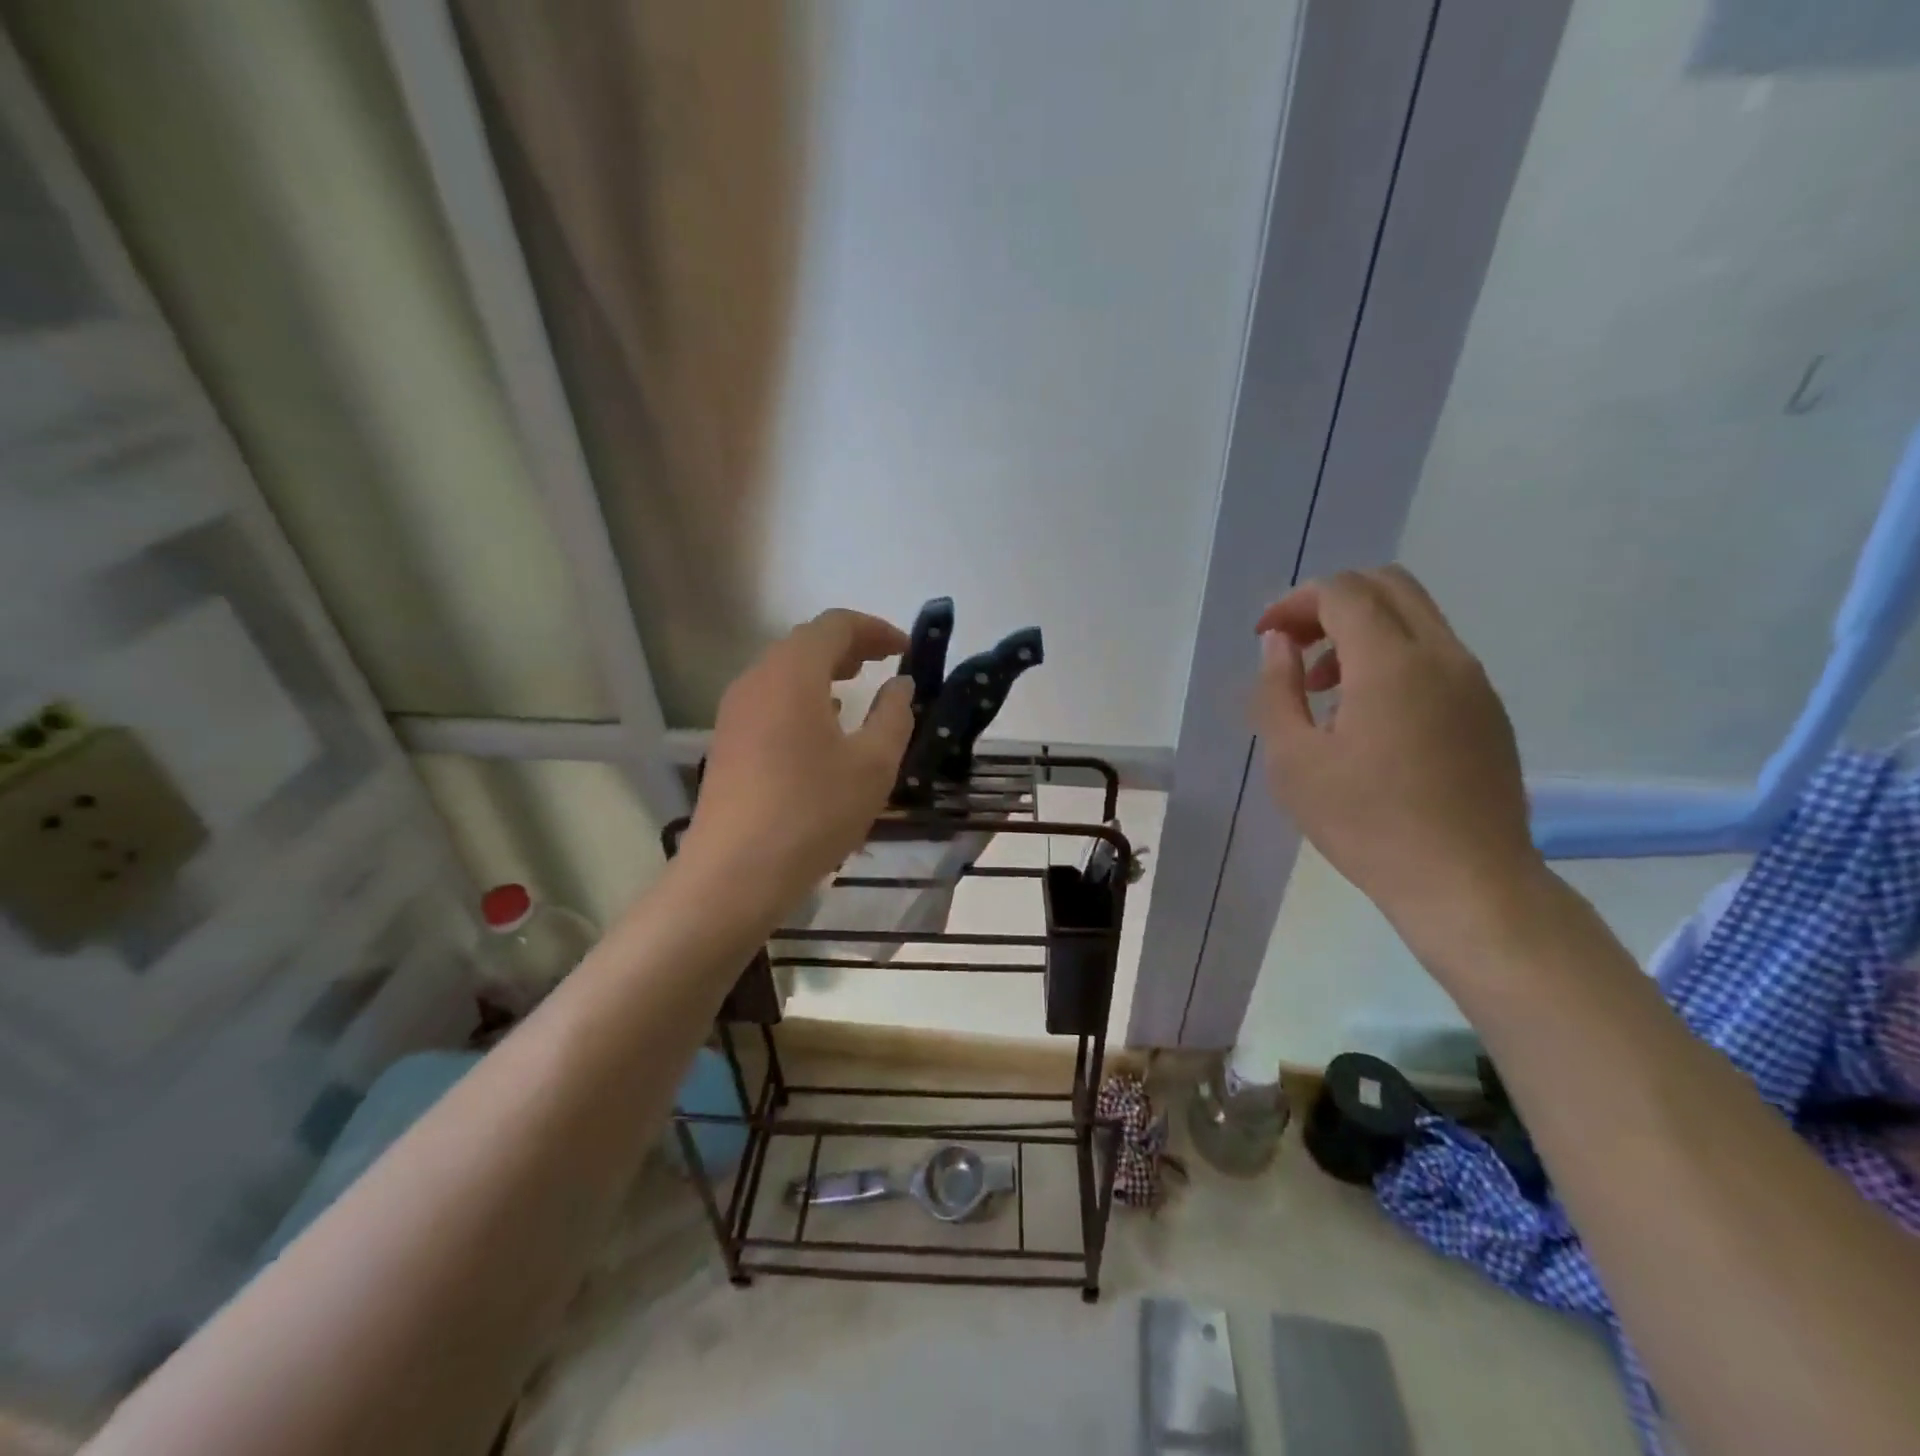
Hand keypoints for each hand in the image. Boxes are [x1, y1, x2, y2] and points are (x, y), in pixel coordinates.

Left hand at [682, 609, 915, 913]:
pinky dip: (803, 697)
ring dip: (824, 671)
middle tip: (886, 663)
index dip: (875, 629)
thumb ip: (894, 716)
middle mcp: (757, 680)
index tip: (906, 649)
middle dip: (850, 646)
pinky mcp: (728, 741)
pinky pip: (770, 699)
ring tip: (856, 688)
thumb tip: (900, 686)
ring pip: (785, 672)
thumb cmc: (813, 812)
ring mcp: (735, 711)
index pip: (835, 624)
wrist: (735, 873)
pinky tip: (822, 727)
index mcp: (792, 674)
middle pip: (806, 643)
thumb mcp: (872, 764)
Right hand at [1253, 566, 1543, 943]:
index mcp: (1392, 663)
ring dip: (1361, 630)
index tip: (1265, 638)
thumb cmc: (1366, 824)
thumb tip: (1278, 645)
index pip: (1343, 592)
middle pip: (1387, 585)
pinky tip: (1367, 716)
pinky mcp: (1488, 709)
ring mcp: (1474, 681)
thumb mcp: (1294, 761)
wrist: (1466, 883)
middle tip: (1294, 648)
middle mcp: (1442, 655)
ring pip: (1415, 617)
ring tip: (1324, 688)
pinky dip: (1392, 656)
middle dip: (1330, 603)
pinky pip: (1435, 653)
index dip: (1294, 603)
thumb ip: (1276, 691)